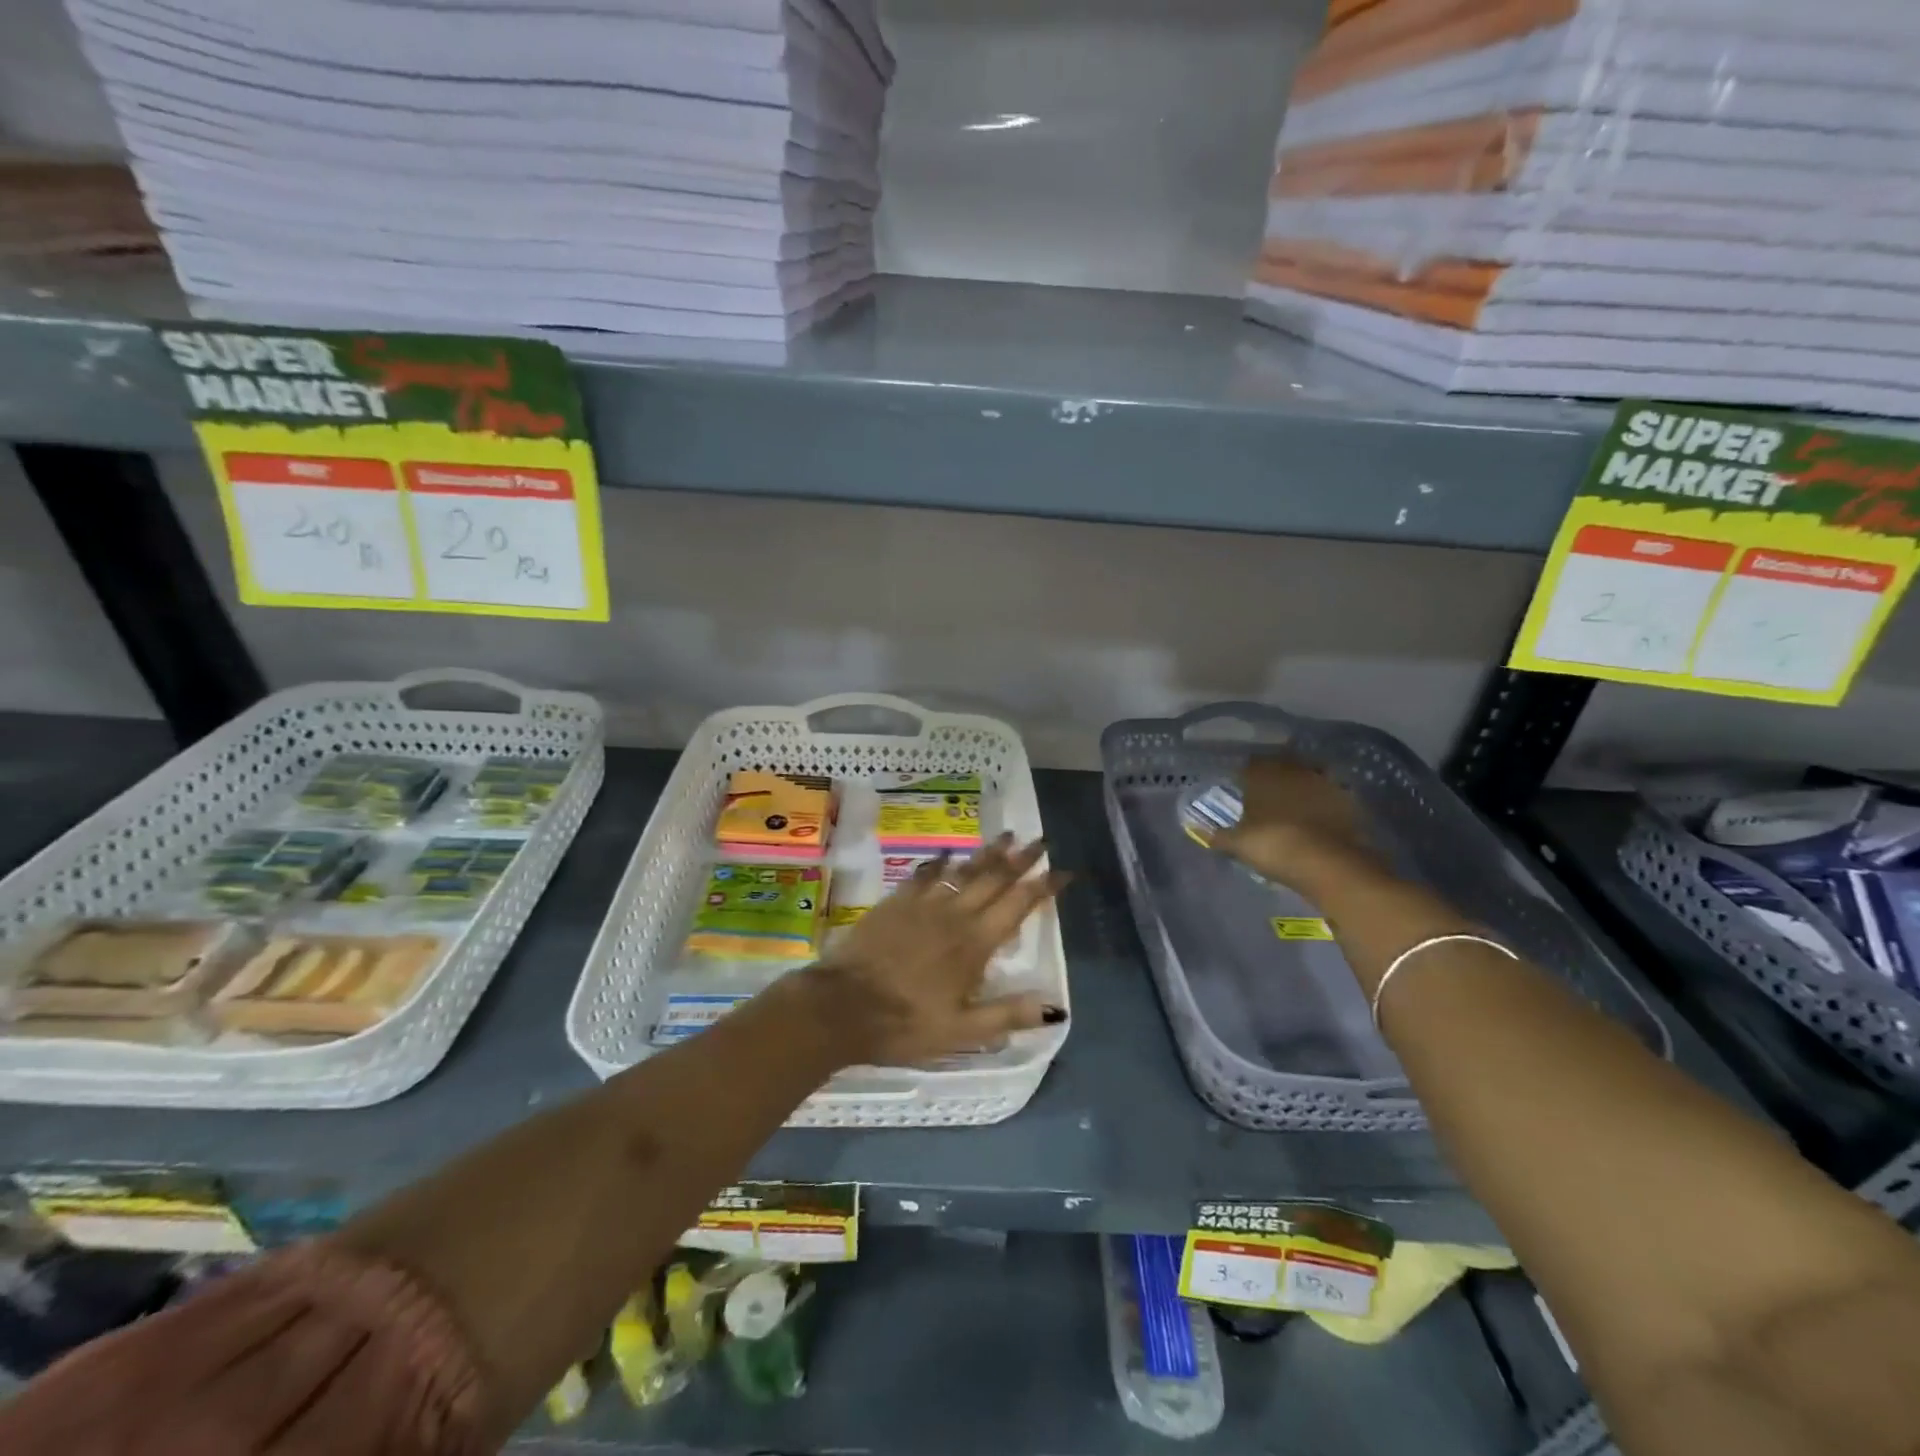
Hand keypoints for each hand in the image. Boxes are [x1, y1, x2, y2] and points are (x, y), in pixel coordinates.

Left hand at [803, 834, 1067, 1066]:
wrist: (842, 1006)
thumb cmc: (905, 1024)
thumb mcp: (962, 1031)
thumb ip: (1008, 1015)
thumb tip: (1056, 1005)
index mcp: (975, 944)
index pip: (1018, 906)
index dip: (1044, 886)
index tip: (1064, 871)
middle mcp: (954, 915)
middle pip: (994, 879)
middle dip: (1021, 859)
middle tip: (1041, 840)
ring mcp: (923, 905)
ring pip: (963, 871)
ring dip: (987, 854)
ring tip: (1006, 836)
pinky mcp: (896, 903)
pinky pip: (924, 875)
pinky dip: (940, 862)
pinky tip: (947, 854)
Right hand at [1214, 754, 1387, 893]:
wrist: (1330, 863)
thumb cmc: (1275, 846)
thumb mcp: (1239, 844)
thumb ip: (1218, 836)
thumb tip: (1196, 829)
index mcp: (1263, 775)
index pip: (1250, 765)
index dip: (1244, 774)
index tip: (1240, 784)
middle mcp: (1293, 771)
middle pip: (1281, 766)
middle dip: (1273, 776)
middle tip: (1265, 792)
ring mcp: (1324, 784)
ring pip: (1307, 776)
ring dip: (1300, 786)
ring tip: (1292, 803)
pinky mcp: (1348, 801)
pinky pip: (1329, 794)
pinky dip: (1322, 802)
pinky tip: (1317, 816)